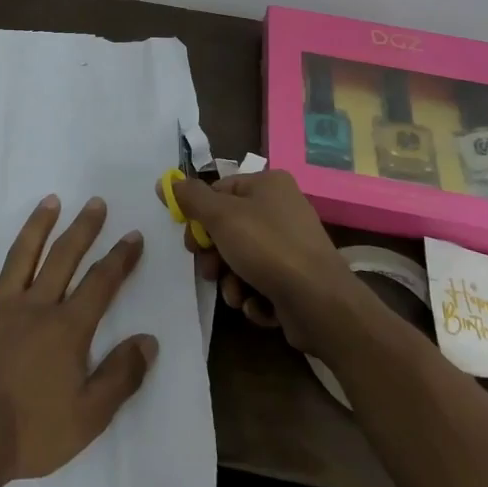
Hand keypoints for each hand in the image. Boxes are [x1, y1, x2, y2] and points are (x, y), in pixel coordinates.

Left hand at [0, 196, 156, 483]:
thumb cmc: (31, 433)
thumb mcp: (89, 417)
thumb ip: (121, 376)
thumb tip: (149, 340)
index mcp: (67, 328)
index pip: (101, 283)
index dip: (120, 258)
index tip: (133, 235)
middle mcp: (34, 305)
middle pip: (64, 257)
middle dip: (83, 228)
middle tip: (96, 202)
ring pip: (21, 255)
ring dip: (38, 226)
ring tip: (51, 200)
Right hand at [164, 170, 356, 353]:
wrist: (321, 304)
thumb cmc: (267, 248)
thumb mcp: (221, 216)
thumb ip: (191, 197)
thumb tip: (166, 181)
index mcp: (269, 184)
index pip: (220, 191)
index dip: (200, 215)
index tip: (189, 240)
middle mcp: (283, 209)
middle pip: (230, 227)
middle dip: (215, 254)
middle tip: (208, 270)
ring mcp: (293, 246)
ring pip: (243, 258)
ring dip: (231, 280)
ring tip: (235, 294)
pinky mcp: (298, 280)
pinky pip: (263, 282)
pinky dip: (254, 295)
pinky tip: (257, 305)